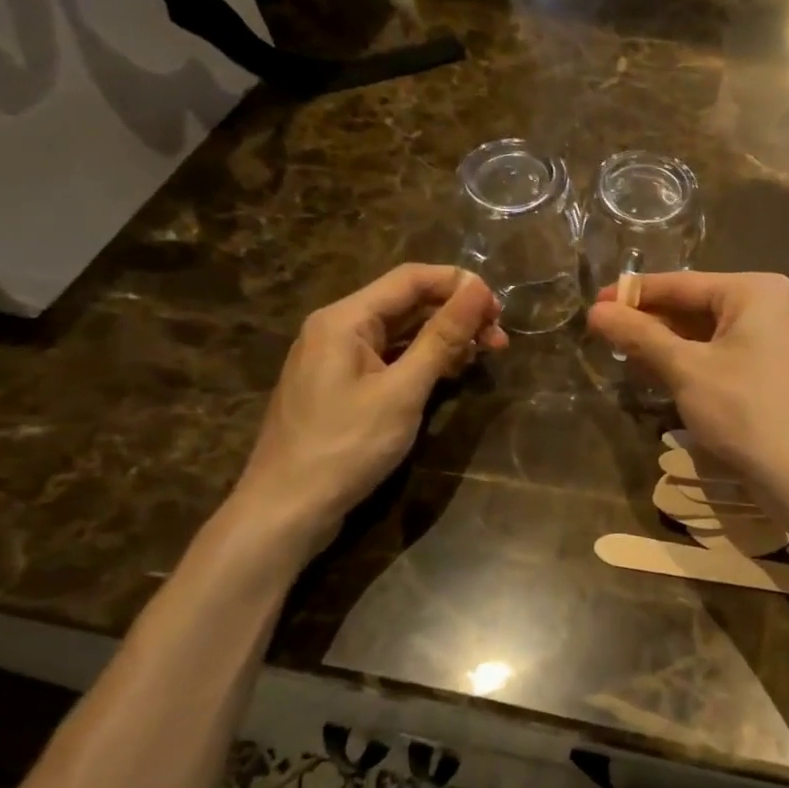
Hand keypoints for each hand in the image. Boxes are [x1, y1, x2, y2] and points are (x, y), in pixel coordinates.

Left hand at [232, 264, 506, 548]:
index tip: (499, 309)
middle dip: (457, 315)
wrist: (287, 509)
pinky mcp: (343, 385)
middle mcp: (338, 328)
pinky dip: (424, 360)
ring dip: (445, 339)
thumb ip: (442, 337)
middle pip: (407, 303)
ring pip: (402, 332)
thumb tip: (478, 289)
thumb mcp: (403, 390)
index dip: (459, 285)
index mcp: (345, 319)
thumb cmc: (347, 446)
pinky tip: (451, 374)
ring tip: (484, 357)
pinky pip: (391, 358)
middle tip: (500, 340)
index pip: (411, 278)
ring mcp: (338, 358)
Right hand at [586, 272, 788, 480]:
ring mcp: (784, 341)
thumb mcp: (685, 369)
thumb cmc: (744, 410)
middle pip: (701, 307)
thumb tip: (597, 311)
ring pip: (715, 335)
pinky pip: (732, 356)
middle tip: (608, 334)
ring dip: (672, 346)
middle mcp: (777, 306)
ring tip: (628, 355)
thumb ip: (640, 336)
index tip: (596, 302)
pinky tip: (665, 375)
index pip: (684, 284)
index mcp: (758, 291)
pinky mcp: (784, 372)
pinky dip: (698, 363)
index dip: (635, 294)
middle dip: (654, 323)